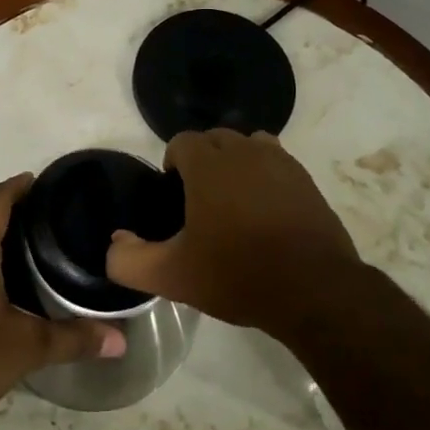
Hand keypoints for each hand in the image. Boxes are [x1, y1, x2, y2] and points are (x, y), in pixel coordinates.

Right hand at [106, 129, 361, 333]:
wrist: (314, 290)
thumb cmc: (238, 274)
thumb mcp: (172, 276)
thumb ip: (129, 260)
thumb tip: (115, 242)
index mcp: (209, 164)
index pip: (181, 142)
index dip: (172, 165)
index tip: (174, 198)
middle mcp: (244, 150)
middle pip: (215, 139)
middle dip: (203, 162)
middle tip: (199, 204)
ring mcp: (280, 162)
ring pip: (248, 146)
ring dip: (236, 163)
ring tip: (233, 202)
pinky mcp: (306, 180)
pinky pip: (276, 162)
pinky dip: (265, 176)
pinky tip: (265, 211)